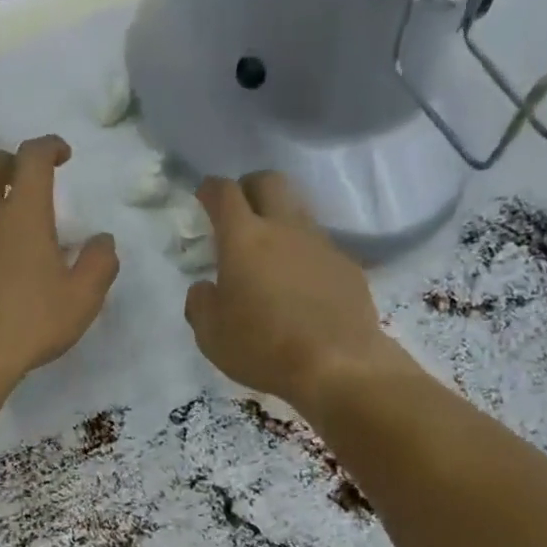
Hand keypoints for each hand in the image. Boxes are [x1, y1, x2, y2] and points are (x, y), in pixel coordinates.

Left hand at [0, 135, 119, 386]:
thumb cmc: (31, 324)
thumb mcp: (82, 299)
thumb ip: (99, 263)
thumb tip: (102, 240)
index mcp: (23, 216)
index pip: (33, 158)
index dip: (48, 146)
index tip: (61, 154)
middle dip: (6, 163)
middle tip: (21, 177)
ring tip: (5, 249)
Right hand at [183, 172, 404, 408]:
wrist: (337, 364)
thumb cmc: (263, 348)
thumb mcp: (211, 335)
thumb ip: (200, 303)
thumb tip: (204, 287)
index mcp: (244, 239)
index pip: (224, 194)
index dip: (210, 189)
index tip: (203, 196)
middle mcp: (285, 229)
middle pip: (269, 181)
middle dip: (249, 187)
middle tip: (239, 210)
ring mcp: (321, 244)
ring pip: (298, 211)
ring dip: (280, 219)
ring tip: (270, 252)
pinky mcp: (346, 265)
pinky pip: (320, 246)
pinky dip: (304, 254)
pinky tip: (301, 284)